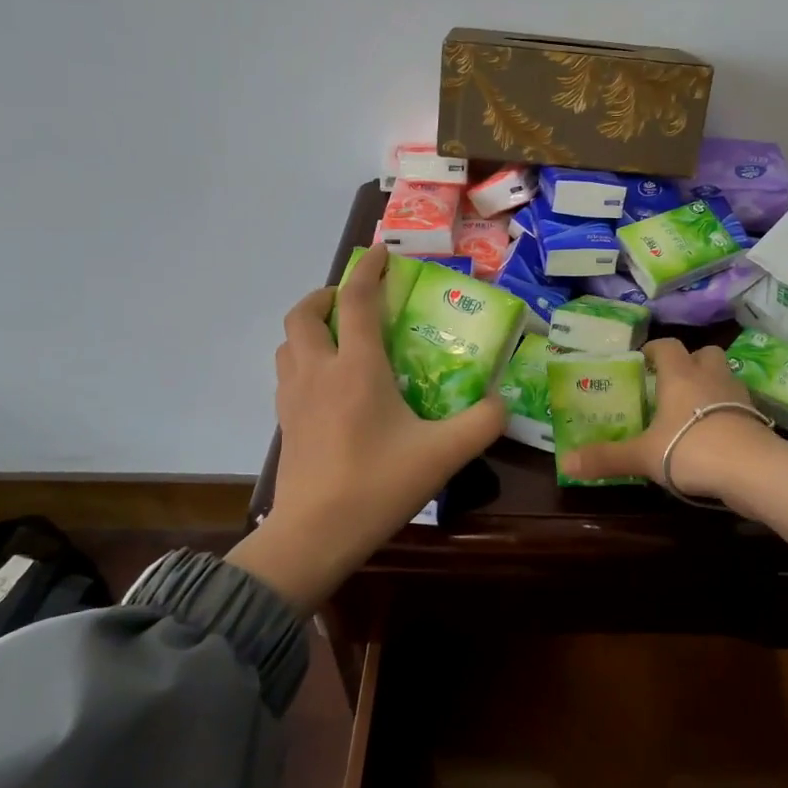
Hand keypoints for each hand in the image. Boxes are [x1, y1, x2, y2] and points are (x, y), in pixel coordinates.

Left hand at [231, 246, 504, 609]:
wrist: (314, 535)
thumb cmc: (378, 485)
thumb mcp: (443, 454)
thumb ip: (482, 423)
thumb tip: (502, 403)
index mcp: (356, 368)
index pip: (355, 300)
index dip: (367, 269)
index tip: (380, 252)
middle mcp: (318, 371)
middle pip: (305, 313)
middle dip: (327, 294)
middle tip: (354, 301)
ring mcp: (293, 397)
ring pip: (289, 342)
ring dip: (310, 326)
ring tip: (339, 337)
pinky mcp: (284, 423)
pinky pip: (287, 372)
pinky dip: (304, 358)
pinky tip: (328, 383)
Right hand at [559, 337, 776, 499]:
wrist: (752, 470)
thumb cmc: (690, 449)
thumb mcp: (643, 456)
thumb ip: (606, 458)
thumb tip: (565, 463)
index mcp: (680, 375)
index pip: (668, 346)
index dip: (654, 350)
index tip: (642, 361)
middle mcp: (711, 376)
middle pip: (704, 354)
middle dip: (689, 362)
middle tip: (671, 383)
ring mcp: (738, 395)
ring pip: (724, 377)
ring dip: (710, 385)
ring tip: (692, 409)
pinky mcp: (757, 418)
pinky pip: (738, 405)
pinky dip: (726, 412)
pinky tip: (714, 433)